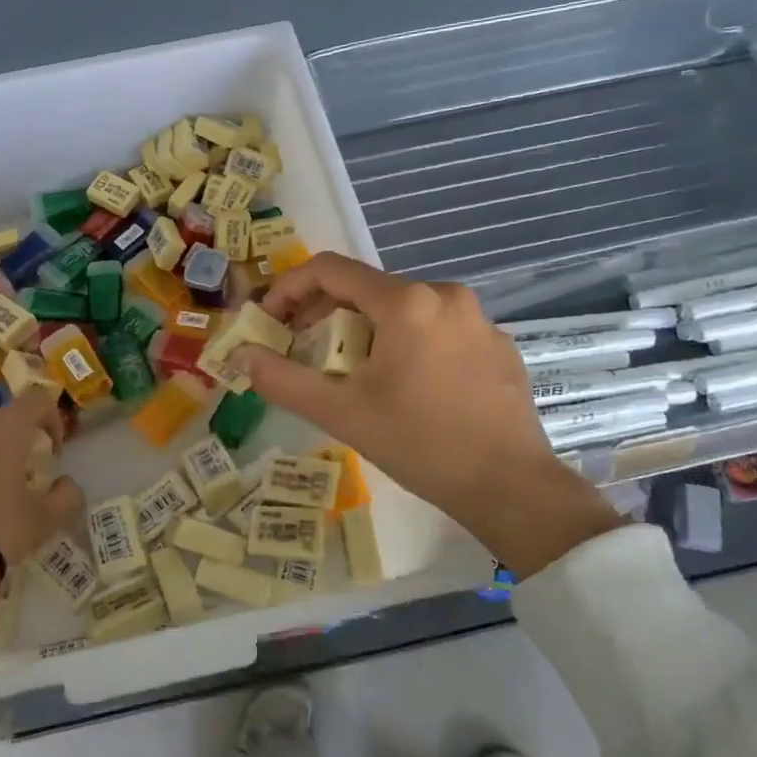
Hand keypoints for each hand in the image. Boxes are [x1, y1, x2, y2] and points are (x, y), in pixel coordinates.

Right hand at [231, 253, 620, 576]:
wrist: (511, 486)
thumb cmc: (421, 445)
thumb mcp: (341, 413)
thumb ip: (283, 380)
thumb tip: (245, 356)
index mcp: (407, 301)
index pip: (330, 269)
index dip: (289, 288)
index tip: (271, 321)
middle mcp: (446, 295)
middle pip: (368, 288)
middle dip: (325, 313)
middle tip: (302, 350)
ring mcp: (478, 318)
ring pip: (404, 308)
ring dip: (365, 329)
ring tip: (351, 371)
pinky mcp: (497, 344)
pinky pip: (438, 328)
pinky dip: (407, 343)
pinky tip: (406, 386)